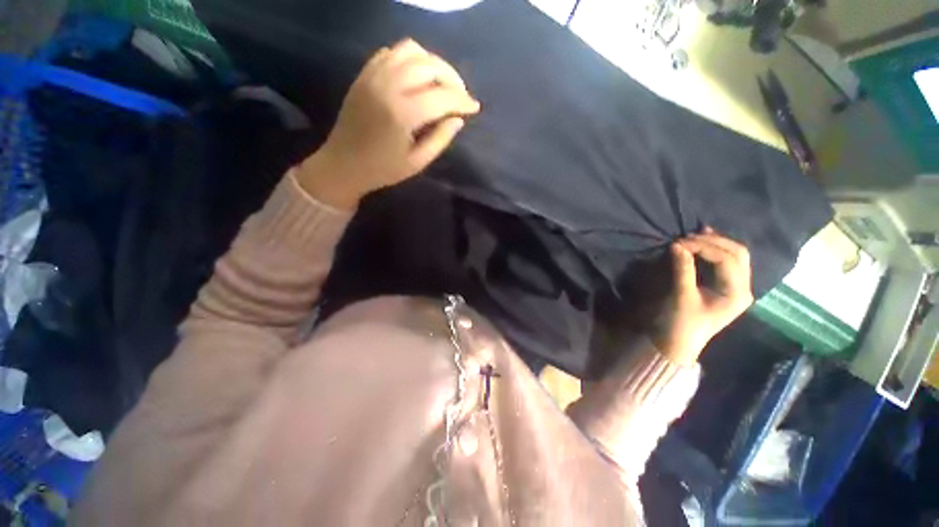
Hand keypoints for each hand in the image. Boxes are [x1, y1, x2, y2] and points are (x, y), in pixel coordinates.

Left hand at [298, 39, 480, 209]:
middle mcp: (388, 86)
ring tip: (442, 84)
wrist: (343, 164)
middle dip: (453, 79)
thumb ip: (440, 139)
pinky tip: (418, 77)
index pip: (442, 96)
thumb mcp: (417, 162)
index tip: (475, 107)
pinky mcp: (365, 73)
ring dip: (434, 64)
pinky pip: (392, 52)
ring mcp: (374, 75)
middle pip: (430, 66)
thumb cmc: (383, 169)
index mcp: (402, 114)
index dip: (463, 101)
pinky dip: (411, 59)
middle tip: (461, 96)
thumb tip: (458, 119)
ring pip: (412, 51)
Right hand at [652, 227, 753, 364]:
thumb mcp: (681, 296)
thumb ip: (682, 269)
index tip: (679, 242)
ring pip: (734, 256)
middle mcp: (743, 288)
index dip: (704, 247)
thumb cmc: (681, 324)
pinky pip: (725, 262)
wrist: (677, 343)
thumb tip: (677, 245)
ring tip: (695, 235)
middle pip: (738, 254)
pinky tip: (701, 243)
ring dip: (716, 243)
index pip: (727, 259)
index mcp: (737, 293)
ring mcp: (736, 287)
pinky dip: (713, 251)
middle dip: (714, 241)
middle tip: (689, 236)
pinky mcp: (724, 287)